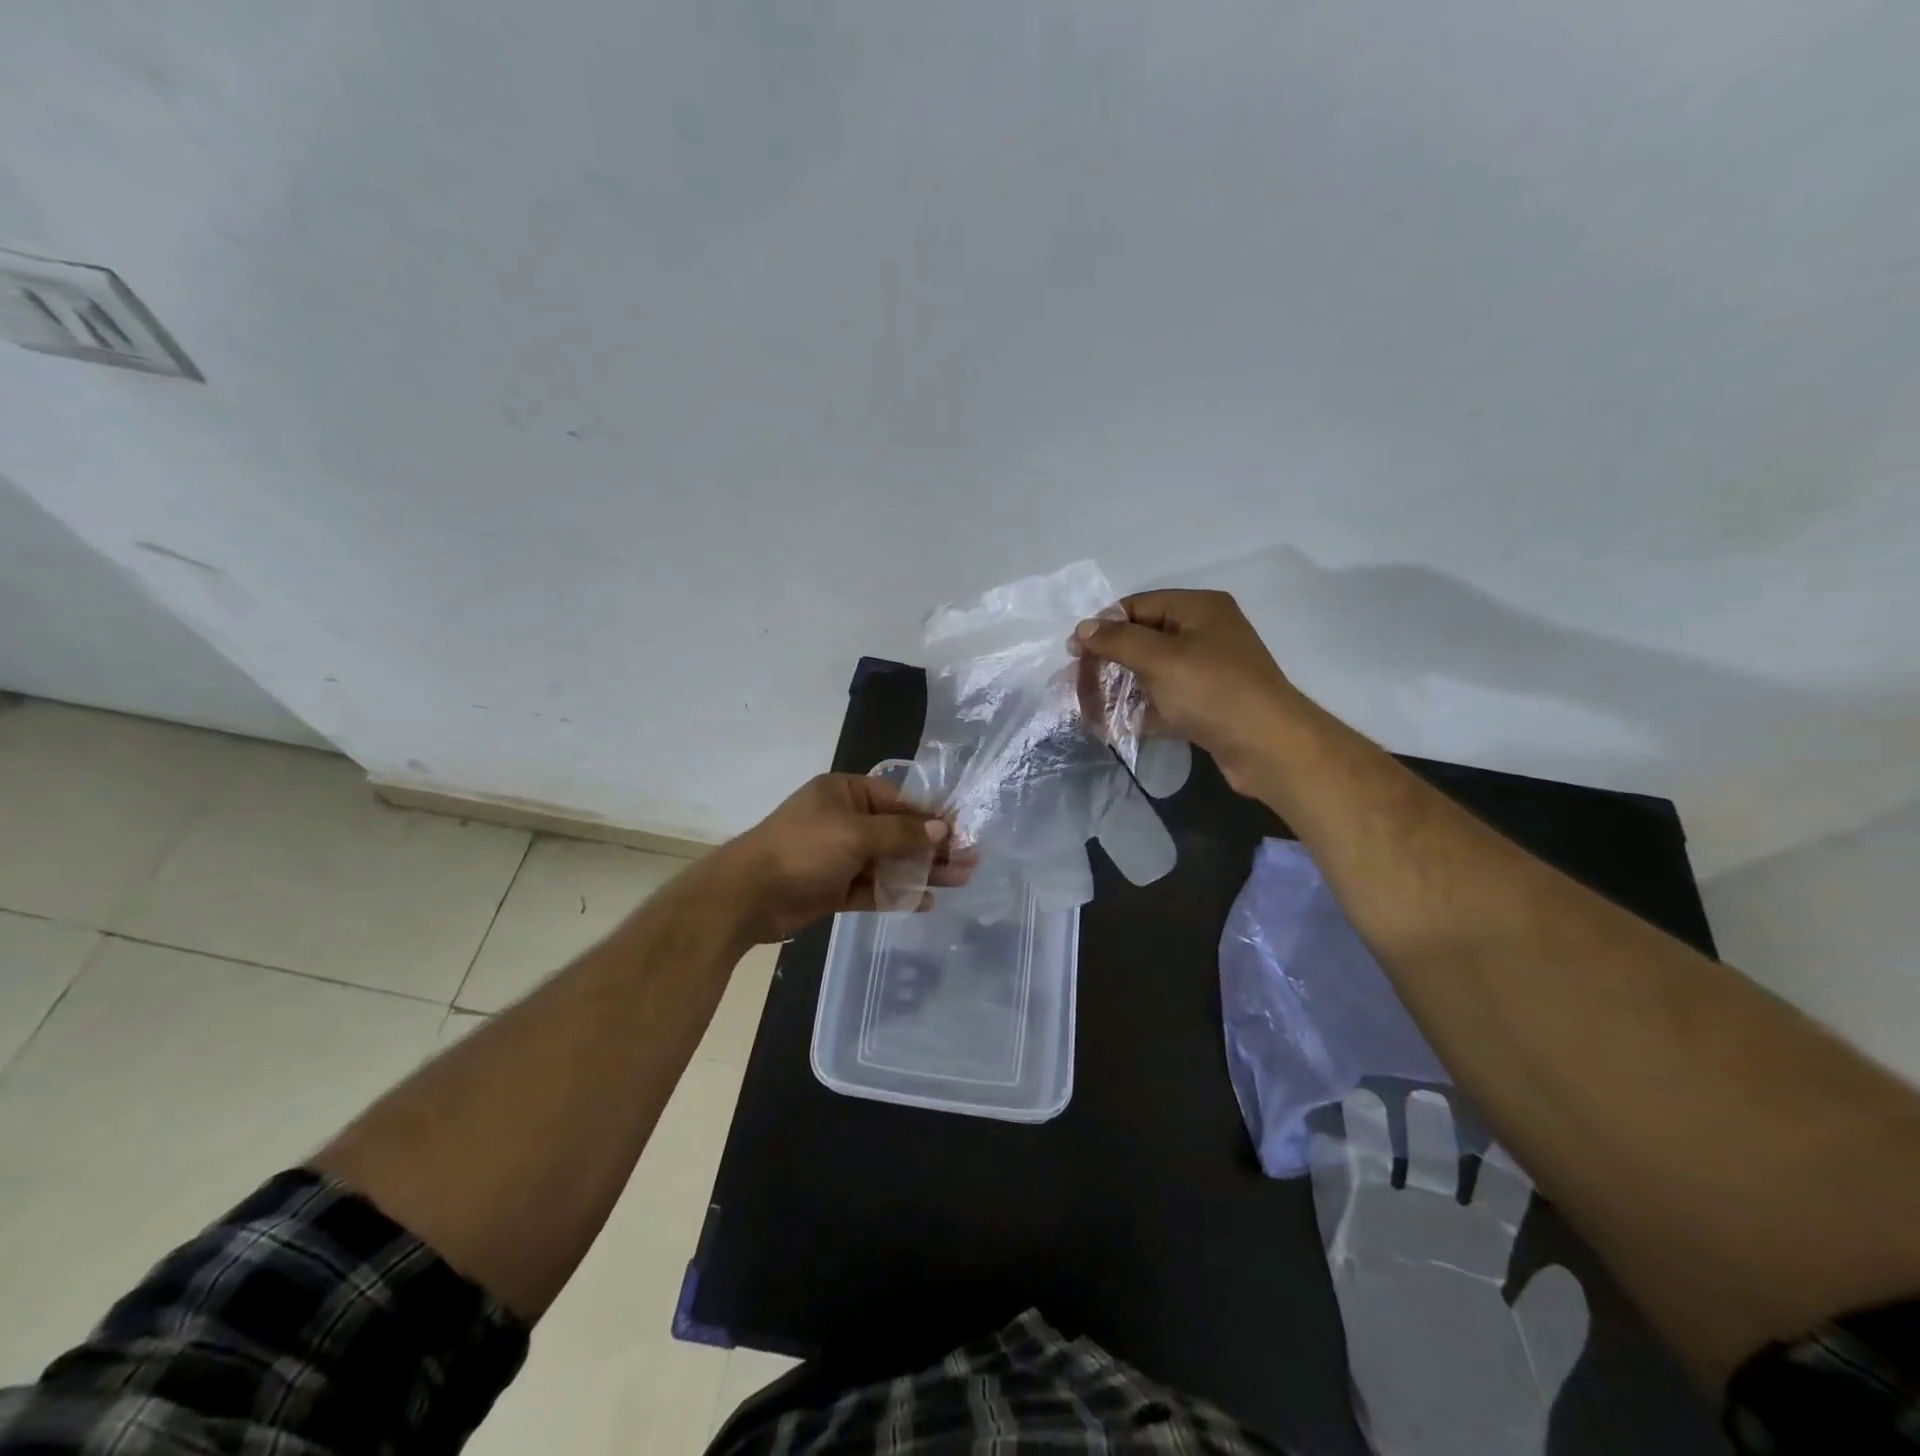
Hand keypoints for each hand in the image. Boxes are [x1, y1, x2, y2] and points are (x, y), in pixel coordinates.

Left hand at [696, 773, 975, 943]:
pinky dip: (896, 893)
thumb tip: (941, 830)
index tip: (961, 832)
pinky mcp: (834, 888)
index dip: (930, 817)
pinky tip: (926, 901)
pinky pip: (872, 888)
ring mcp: (839, 856)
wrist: (747, 895)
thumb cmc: (802, 849)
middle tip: (970, 861)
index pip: (897, 801)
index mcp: (844, 794)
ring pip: (888, 862)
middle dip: (933, 847)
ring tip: (959, 881)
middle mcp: (844, 820)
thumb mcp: (854, 833)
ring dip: (921, 871)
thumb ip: (900, 833)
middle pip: (897, 832)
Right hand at [1067, 589, 1304, 795]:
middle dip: (1107, 662)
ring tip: (1088, 709)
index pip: (1138, 606)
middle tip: (1076, 684)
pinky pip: (1164, 701)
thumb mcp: (1159, 659)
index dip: (1103, 626)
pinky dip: (1139, 711)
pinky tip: (1112, 727)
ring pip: (1151, 673)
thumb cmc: (1212, 691)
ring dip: (1119, 689)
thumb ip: (1117, 640)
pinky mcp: (1207, 705)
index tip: (1074, 654)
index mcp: (1198, 609)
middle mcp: (1204, 633)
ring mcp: (1207, 671)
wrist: (1268, 747)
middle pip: (1142, 640)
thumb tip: (1083, 628)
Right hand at [1311, 1090, 1587, 1455]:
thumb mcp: (1530, 1369)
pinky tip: (1323, 1140)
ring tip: (1363, 1100)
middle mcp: (1430, 1225)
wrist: (1428, 1428)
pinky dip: (1326, 1166)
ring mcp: (1383, 1228)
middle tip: (1426, 1094)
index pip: (1494, 1193)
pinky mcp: (1345, 1240)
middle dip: (1429, 1131)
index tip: (1502, 1118)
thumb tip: (1563, 1273)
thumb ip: (1549, 1324)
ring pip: (1375, 1166)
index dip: (1499, 1161)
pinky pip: (1332, 1195)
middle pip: (1431, 1165)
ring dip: (1368, 1134)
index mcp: (1479, 1248)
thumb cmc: (1486, 1397)